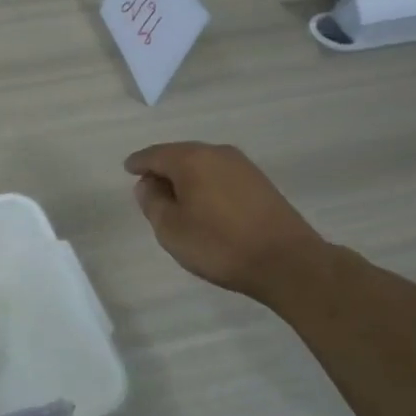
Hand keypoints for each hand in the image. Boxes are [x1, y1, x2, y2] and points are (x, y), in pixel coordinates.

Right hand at [123, 142, 327, 304]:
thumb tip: (147, 184)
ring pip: (202, 164)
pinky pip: (220, 175)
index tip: (128, 169)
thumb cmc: (219, 244)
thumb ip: (152, 202)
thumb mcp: (171, 229)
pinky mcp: (260, 182)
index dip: (138, 163)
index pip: (154, 155)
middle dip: (162, 168)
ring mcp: (242, 166)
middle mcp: (217, 153)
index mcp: (190, 159)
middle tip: (149, 187)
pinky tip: (203, 203)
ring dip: (186, 177)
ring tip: (175, 199)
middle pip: (180, 155)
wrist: (287, 261)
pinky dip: (206, 184)